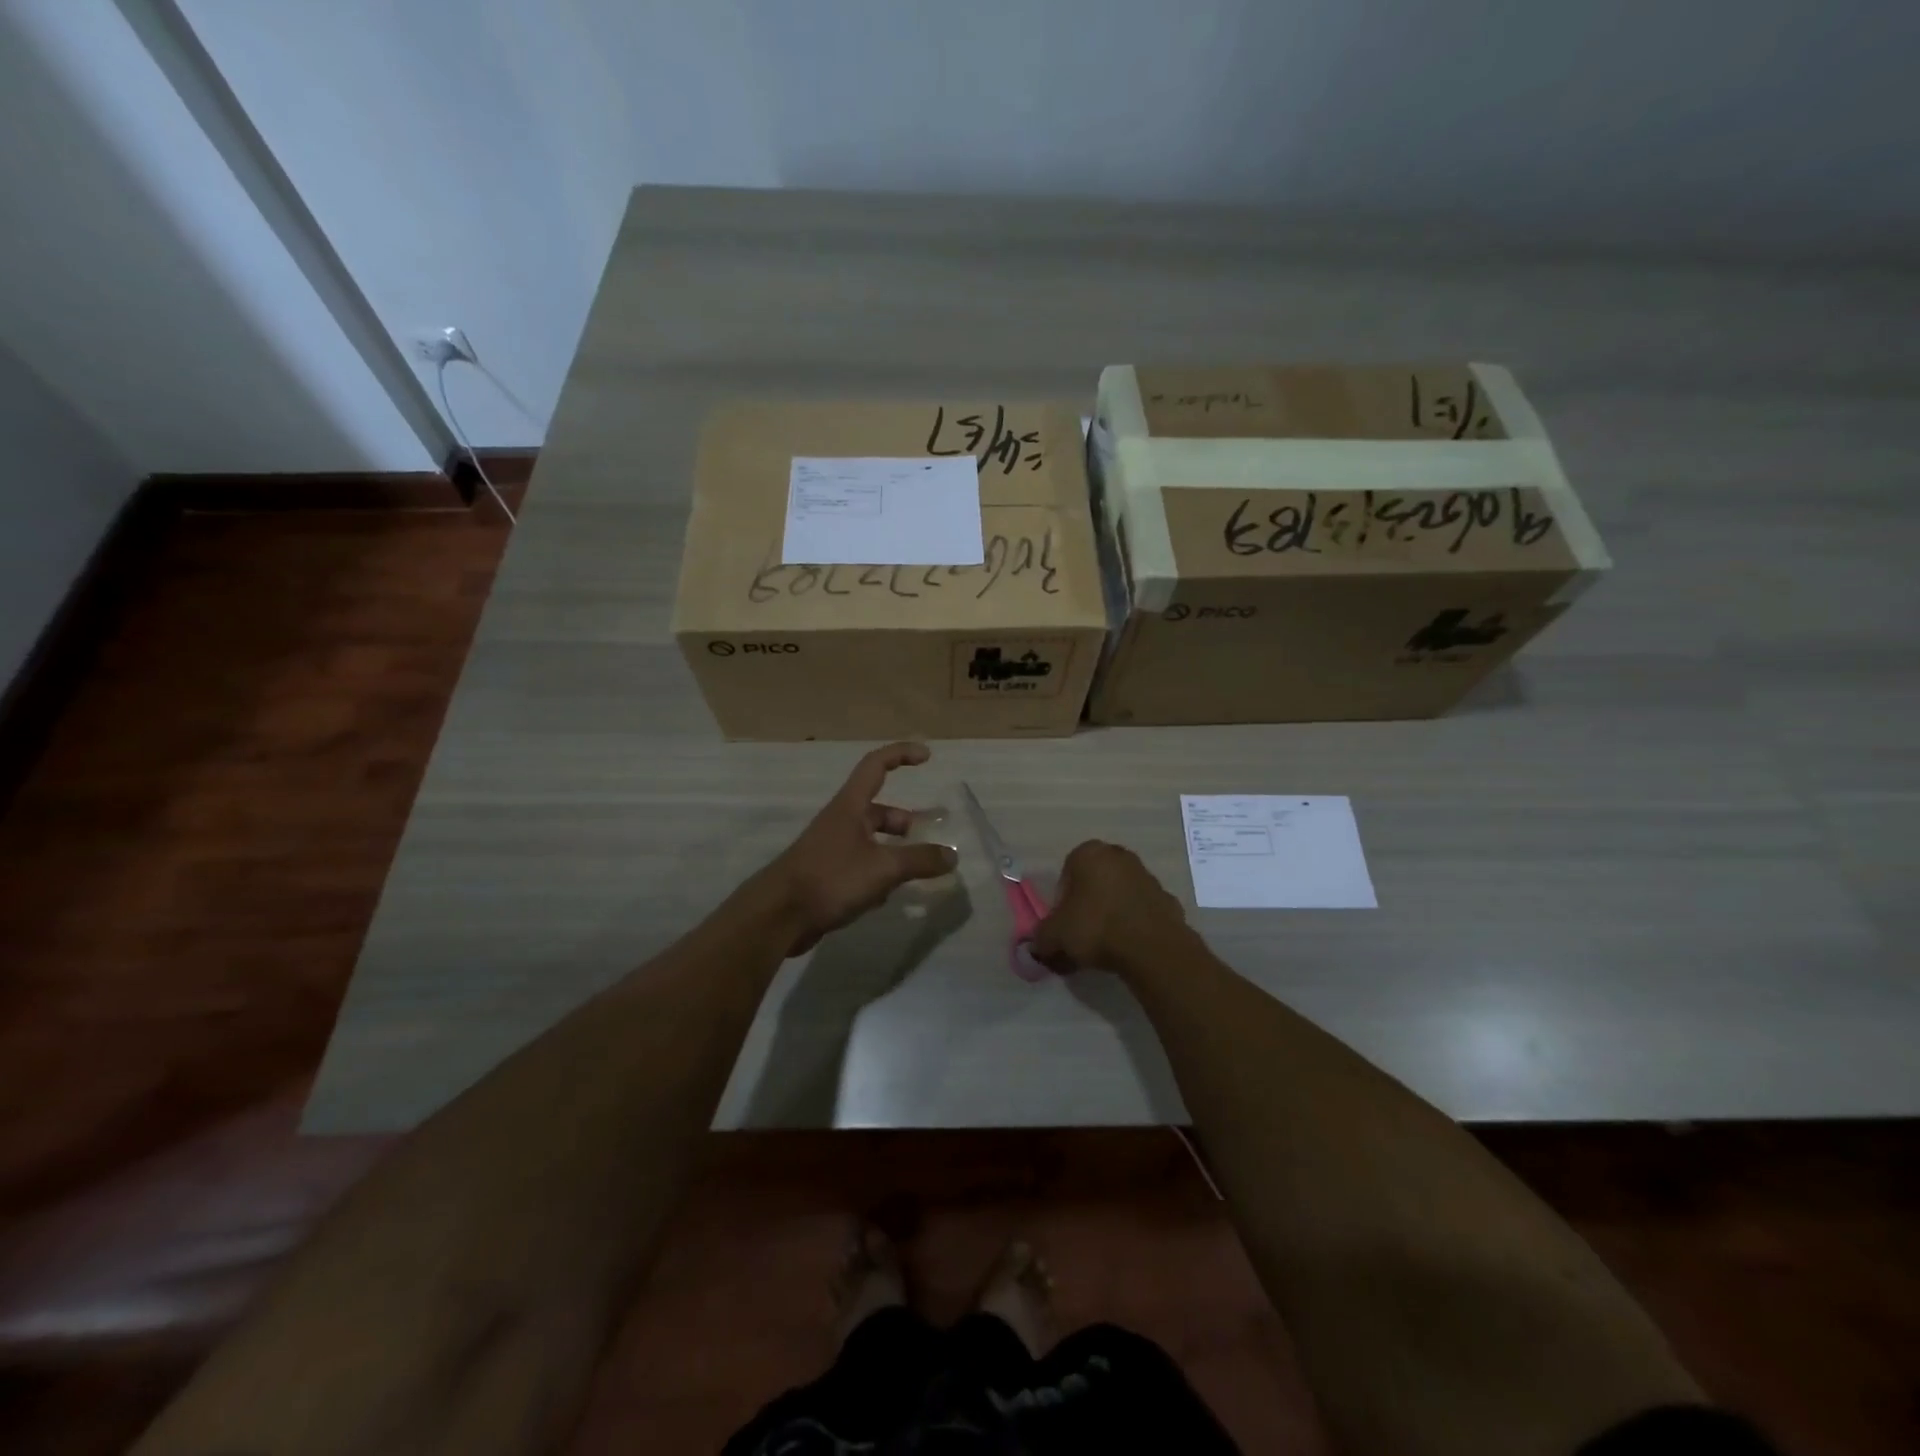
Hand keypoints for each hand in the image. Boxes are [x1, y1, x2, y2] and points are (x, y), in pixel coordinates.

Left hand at [757, 742, 957, 955]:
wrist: (778, 916)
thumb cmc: (831, 879)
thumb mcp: (883, 868)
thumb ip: (920, 860)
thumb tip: (952, 855)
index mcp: (850, 807)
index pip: (876, 765)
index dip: (901, 755)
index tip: (927, 756)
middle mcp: (840, 821)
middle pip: (878, 810)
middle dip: (903, 822)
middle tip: (925, 839)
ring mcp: (832, 848)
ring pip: (871, 840)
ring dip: (893, 851)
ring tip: (913, 872)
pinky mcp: (827, 874)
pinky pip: (861, 865)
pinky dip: (878, 874)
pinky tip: (886, 897)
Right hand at [1031, 840, 1188, 974]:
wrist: (1152, 948)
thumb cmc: (1095, 927)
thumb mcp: (1054, 935)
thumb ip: (1041, 938)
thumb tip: (1039, 945)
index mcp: (1089, 853)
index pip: (1066, 873)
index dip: (1061, 901)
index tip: (1063, 924)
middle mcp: (1119, 856)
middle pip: (1094, 882)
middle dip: (1086, 906)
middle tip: (1081, 935)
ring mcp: (1147, 876)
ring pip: (1119, 896)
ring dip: (1111, 915)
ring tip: (1105, 947)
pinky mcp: (1168, 899)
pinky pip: (1141, 912)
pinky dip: (1134, 926)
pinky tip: (1129, 949)